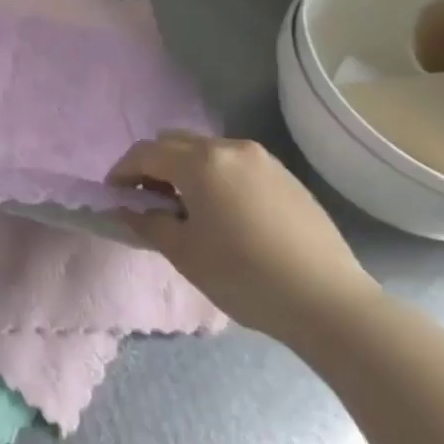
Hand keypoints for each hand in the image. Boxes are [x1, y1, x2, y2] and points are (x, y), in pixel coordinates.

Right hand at [110, 130, 375, 342]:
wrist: (329, 301)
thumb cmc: (245, 277)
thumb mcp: (185, 254)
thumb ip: (148, 223)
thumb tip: (126, 209)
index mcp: (200, 162)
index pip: (145, 152)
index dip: (122, 171)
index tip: (114, 196)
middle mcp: (229, 148)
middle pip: (175, 142)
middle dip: (153, 165)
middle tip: (148, 200)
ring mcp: (262, 158)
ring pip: (206, 150)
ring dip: (185, 169)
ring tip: (187, 209)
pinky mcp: (285, 175)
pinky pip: (234, 163)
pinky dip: (215, 176)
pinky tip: (224, 213)